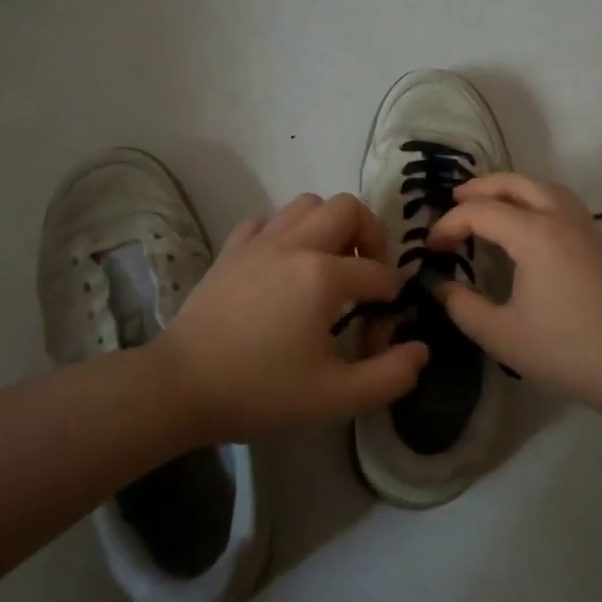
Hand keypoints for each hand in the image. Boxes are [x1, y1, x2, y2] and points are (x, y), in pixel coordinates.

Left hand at [152, 192, 428, 440]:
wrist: (181, 386)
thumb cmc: (260, 391)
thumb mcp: (336, 397)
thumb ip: (390, 375)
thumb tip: (420, 349)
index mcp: (324, 276)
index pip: (380, 274)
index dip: (392, 302)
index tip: (381, 331)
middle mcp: (295, 244)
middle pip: (348, 208)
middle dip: (370, 236)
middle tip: (366, 274)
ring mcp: (259, 241)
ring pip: (307, 204)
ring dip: (328, 226)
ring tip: (329, 264)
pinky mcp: (231, 249)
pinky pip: (267, 220)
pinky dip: (285, 232)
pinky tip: (283, 264)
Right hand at [426, 173, 601, 414]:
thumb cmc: (568, 351)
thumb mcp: (502, 336)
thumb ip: (462, 307)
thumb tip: (441, 287)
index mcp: (534, 234)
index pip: (479, 212)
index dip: (448, 225)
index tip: (430, 249)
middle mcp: (560, 218)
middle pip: (515, 182)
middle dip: (480, 188)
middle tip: (453, 202)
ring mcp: (586, 228)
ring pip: (543, 186)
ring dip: (511, 188)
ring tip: (488, 204)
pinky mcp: (601, 243)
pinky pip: (561, 202)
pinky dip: (534, 199)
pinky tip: (527, 224)